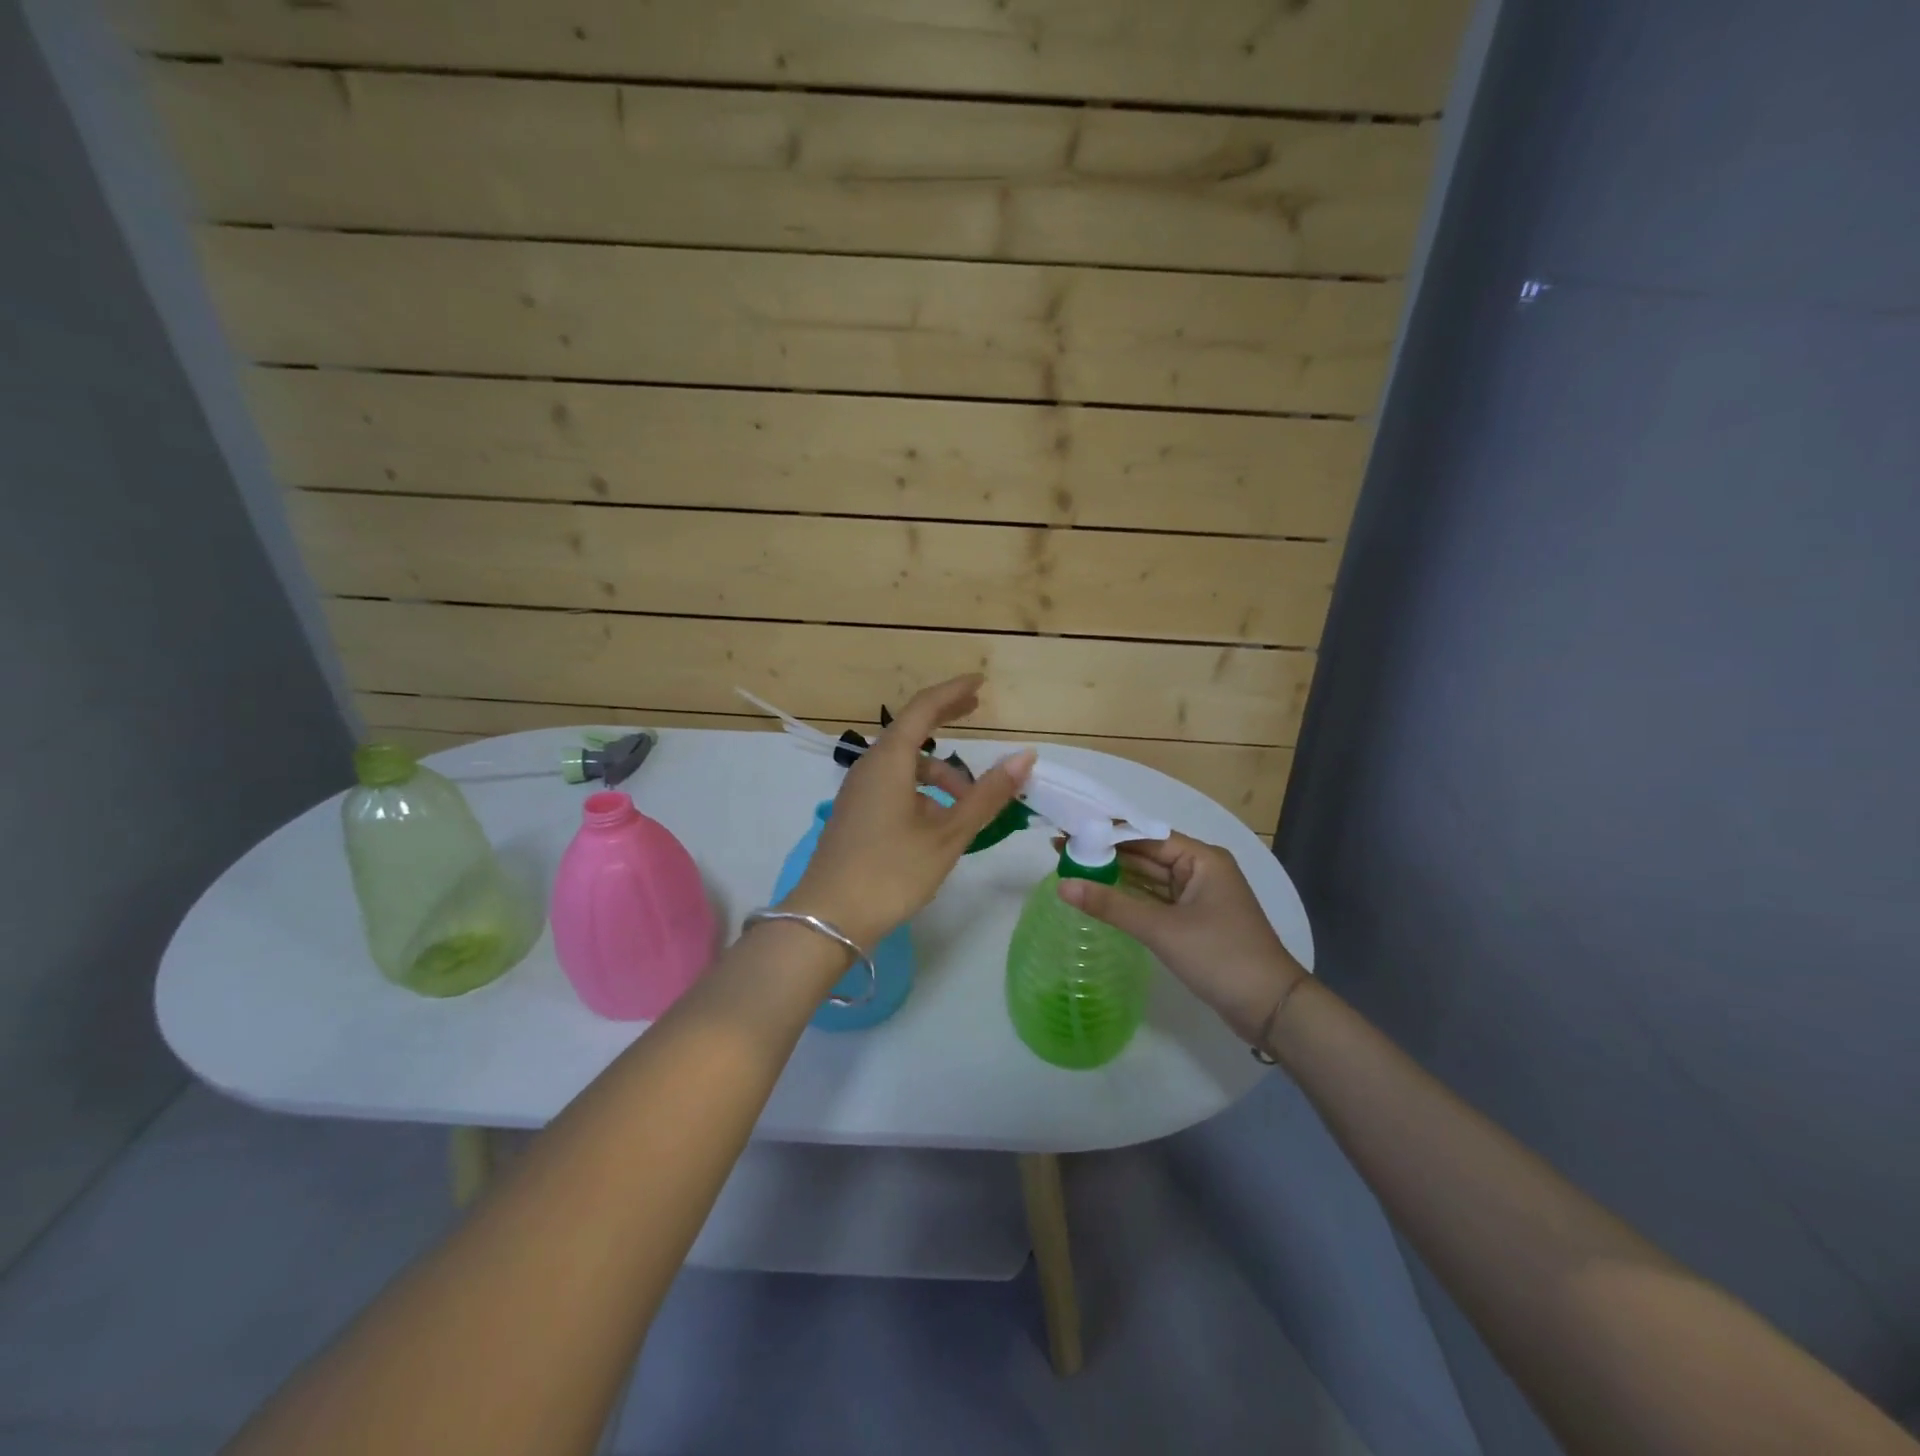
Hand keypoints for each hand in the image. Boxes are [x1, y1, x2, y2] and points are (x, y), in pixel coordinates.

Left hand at [783, 675, 1034, 952]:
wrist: (828, 919)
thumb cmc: (891, 872)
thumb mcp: (948, 835)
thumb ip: (987, 795)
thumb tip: (1025, 757)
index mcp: (890, 761)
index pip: (923, 709)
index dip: (953, 692)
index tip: (980, 683)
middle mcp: (870, 767)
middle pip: (912, 731)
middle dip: (945, 719)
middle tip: (976, 709)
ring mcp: (859, 791)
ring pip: (906, 766)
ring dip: (940, 774)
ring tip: (970, 804)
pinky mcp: (856, 814)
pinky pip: (894, 786)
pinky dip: (922, 791)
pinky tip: (939, 823)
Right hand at [1059, 832, 1304, 1043]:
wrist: (1271, 1008)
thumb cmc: (1220, 956)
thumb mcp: (1162, 929)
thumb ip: (1111, 905)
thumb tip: (1063, 885)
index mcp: (1202, 858)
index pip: (1145, 836)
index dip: (1105, 835)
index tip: (1068, 834)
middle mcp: (1201, 870)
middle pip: (1146, 856)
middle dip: (1107, 856)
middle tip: (1062, 853)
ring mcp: (1200, 897)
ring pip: (1150, 880)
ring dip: (1117, 878)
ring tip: (1073, 872)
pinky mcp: (1196, 922)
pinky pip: (1157, 902)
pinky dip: (1132, 900)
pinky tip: (1102, 898)